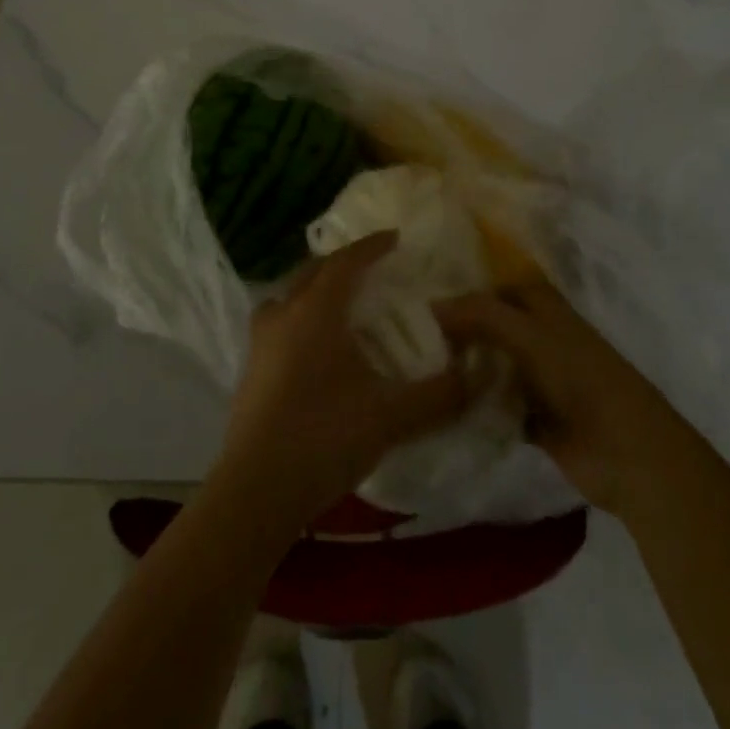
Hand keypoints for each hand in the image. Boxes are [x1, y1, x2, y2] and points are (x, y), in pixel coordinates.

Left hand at [211, 233, 470, 534]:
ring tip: (339, 303)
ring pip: (289, 296)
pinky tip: (314, 347)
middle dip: (342, 263)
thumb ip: (440, 395)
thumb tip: (478, 374)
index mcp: (317, 310)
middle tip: (370, 268)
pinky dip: (299, 317)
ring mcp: (261, 342)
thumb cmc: (325, 437)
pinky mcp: (250, 370)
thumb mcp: (392, 416)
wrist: (256, 491)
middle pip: (313, 272)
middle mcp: (284, 314)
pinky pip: (278, 322)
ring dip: (314, 289)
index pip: (346, 262)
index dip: (371, 246)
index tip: (395, 237)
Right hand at [435, 283, 689, 517]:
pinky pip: (495, 404)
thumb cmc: (582, 380)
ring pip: (491, 363)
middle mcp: (538, 337)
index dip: (466, 284)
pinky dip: (473, 405)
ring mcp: (537, 379)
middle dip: (457, 327)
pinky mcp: (534, 418)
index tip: (420, 292)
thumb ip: (482, 315)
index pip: (496, 284)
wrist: (629, 455)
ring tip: (414, 367)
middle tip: (409, 332)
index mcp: (544, 307)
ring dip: (462, 366)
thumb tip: (431, 303)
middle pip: (491, 324)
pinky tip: (438, 406)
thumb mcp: (529, 336)